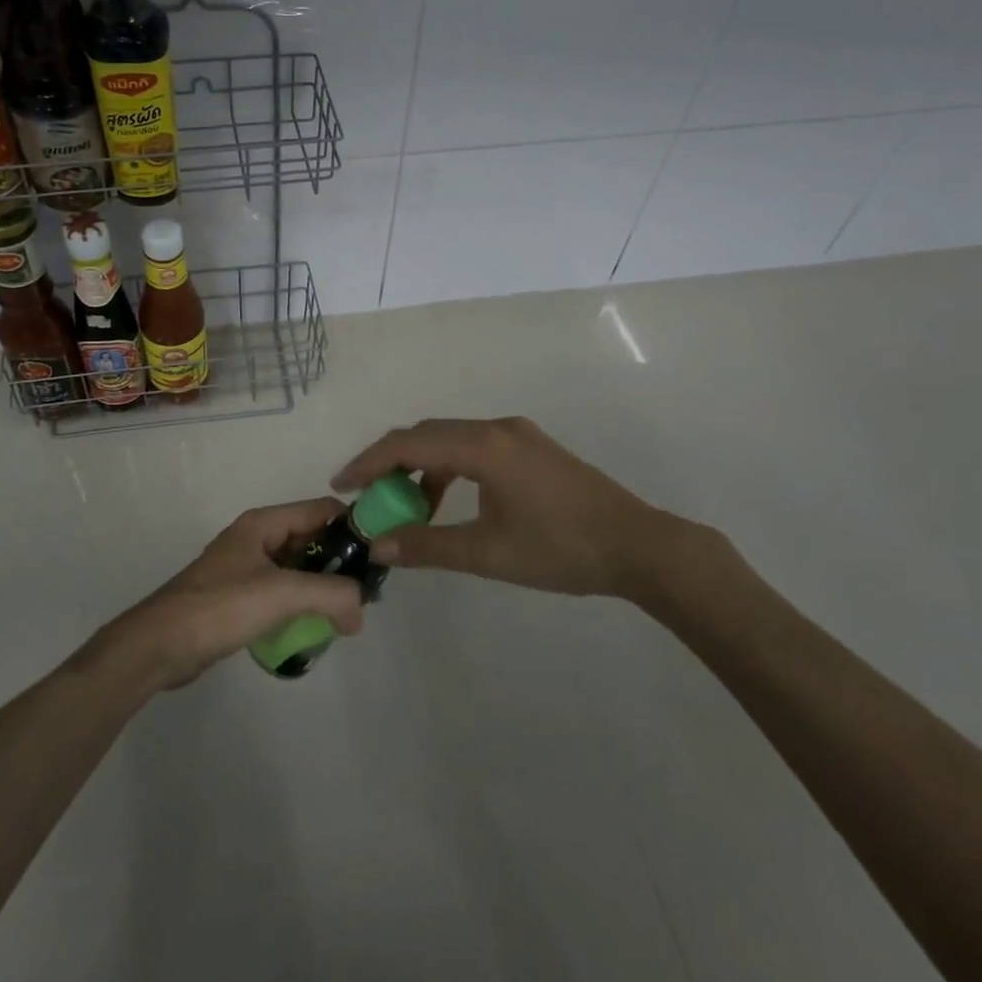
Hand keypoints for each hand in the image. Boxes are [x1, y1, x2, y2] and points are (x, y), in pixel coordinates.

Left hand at [94, 499, 364, 690]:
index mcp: (264, 523)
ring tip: (342, 617)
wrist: (159, 645)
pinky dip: (299, 606)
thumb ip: (330, 595)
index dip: (351, 528)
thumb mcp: (282, 594)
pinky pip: (281, 593)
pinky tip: (311, 630)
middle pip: (311, 539)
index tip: (378, 557)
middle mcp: (256, 538)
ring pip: (297, 569)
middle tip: (364, 596)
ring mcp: (245, 569)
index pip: (320, 510)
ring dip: (320, 589)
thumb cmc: (220, 607)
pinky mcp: (238, 598)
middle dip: (339, 564)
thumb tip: (361, 610)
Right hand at [333, 417, 724, 609]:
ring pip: (451, 439)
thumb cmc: (562, 550)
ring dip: (422, 467)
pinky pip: (475, 447)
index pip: (409, 444)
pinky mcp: (532, 447)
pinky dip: (450, 468)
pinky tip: (450, 501)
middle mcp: (497, 428)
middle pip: (427, 434)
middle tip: (366, 496)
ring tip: (407, 506)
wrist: (640, 546)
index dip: (369, 463)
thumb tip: (378, 546)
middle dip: (391, 463)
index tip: (341, 486)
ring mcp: (518, 434)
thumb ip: (428, 546)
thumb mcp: (488, 553)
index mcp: (484, 446)